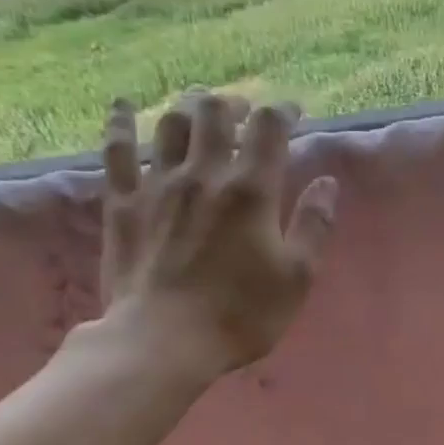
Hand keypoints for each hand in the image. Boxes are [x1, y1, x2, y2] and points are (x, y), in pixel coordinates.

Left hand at [90, 90, 337, 383]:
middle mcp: (204, 174)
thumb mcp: (297, 277)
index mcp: (251, 191)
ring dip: (189, 108)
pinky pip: (116, 150)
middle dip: (235, 103)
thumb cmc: (241, 314)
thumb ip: (313, 225)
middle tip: (245, 113)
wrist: (163, 341)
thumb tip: (327, 183)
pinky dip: (120, 121)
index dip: (283, 111)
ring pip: (170, 123)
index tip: (293, 114)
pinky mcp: (122, 203)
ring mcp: (157, 185)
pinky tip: (124, 105)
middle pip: (215, 112)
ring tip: (200, 111)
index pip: (268, 127)